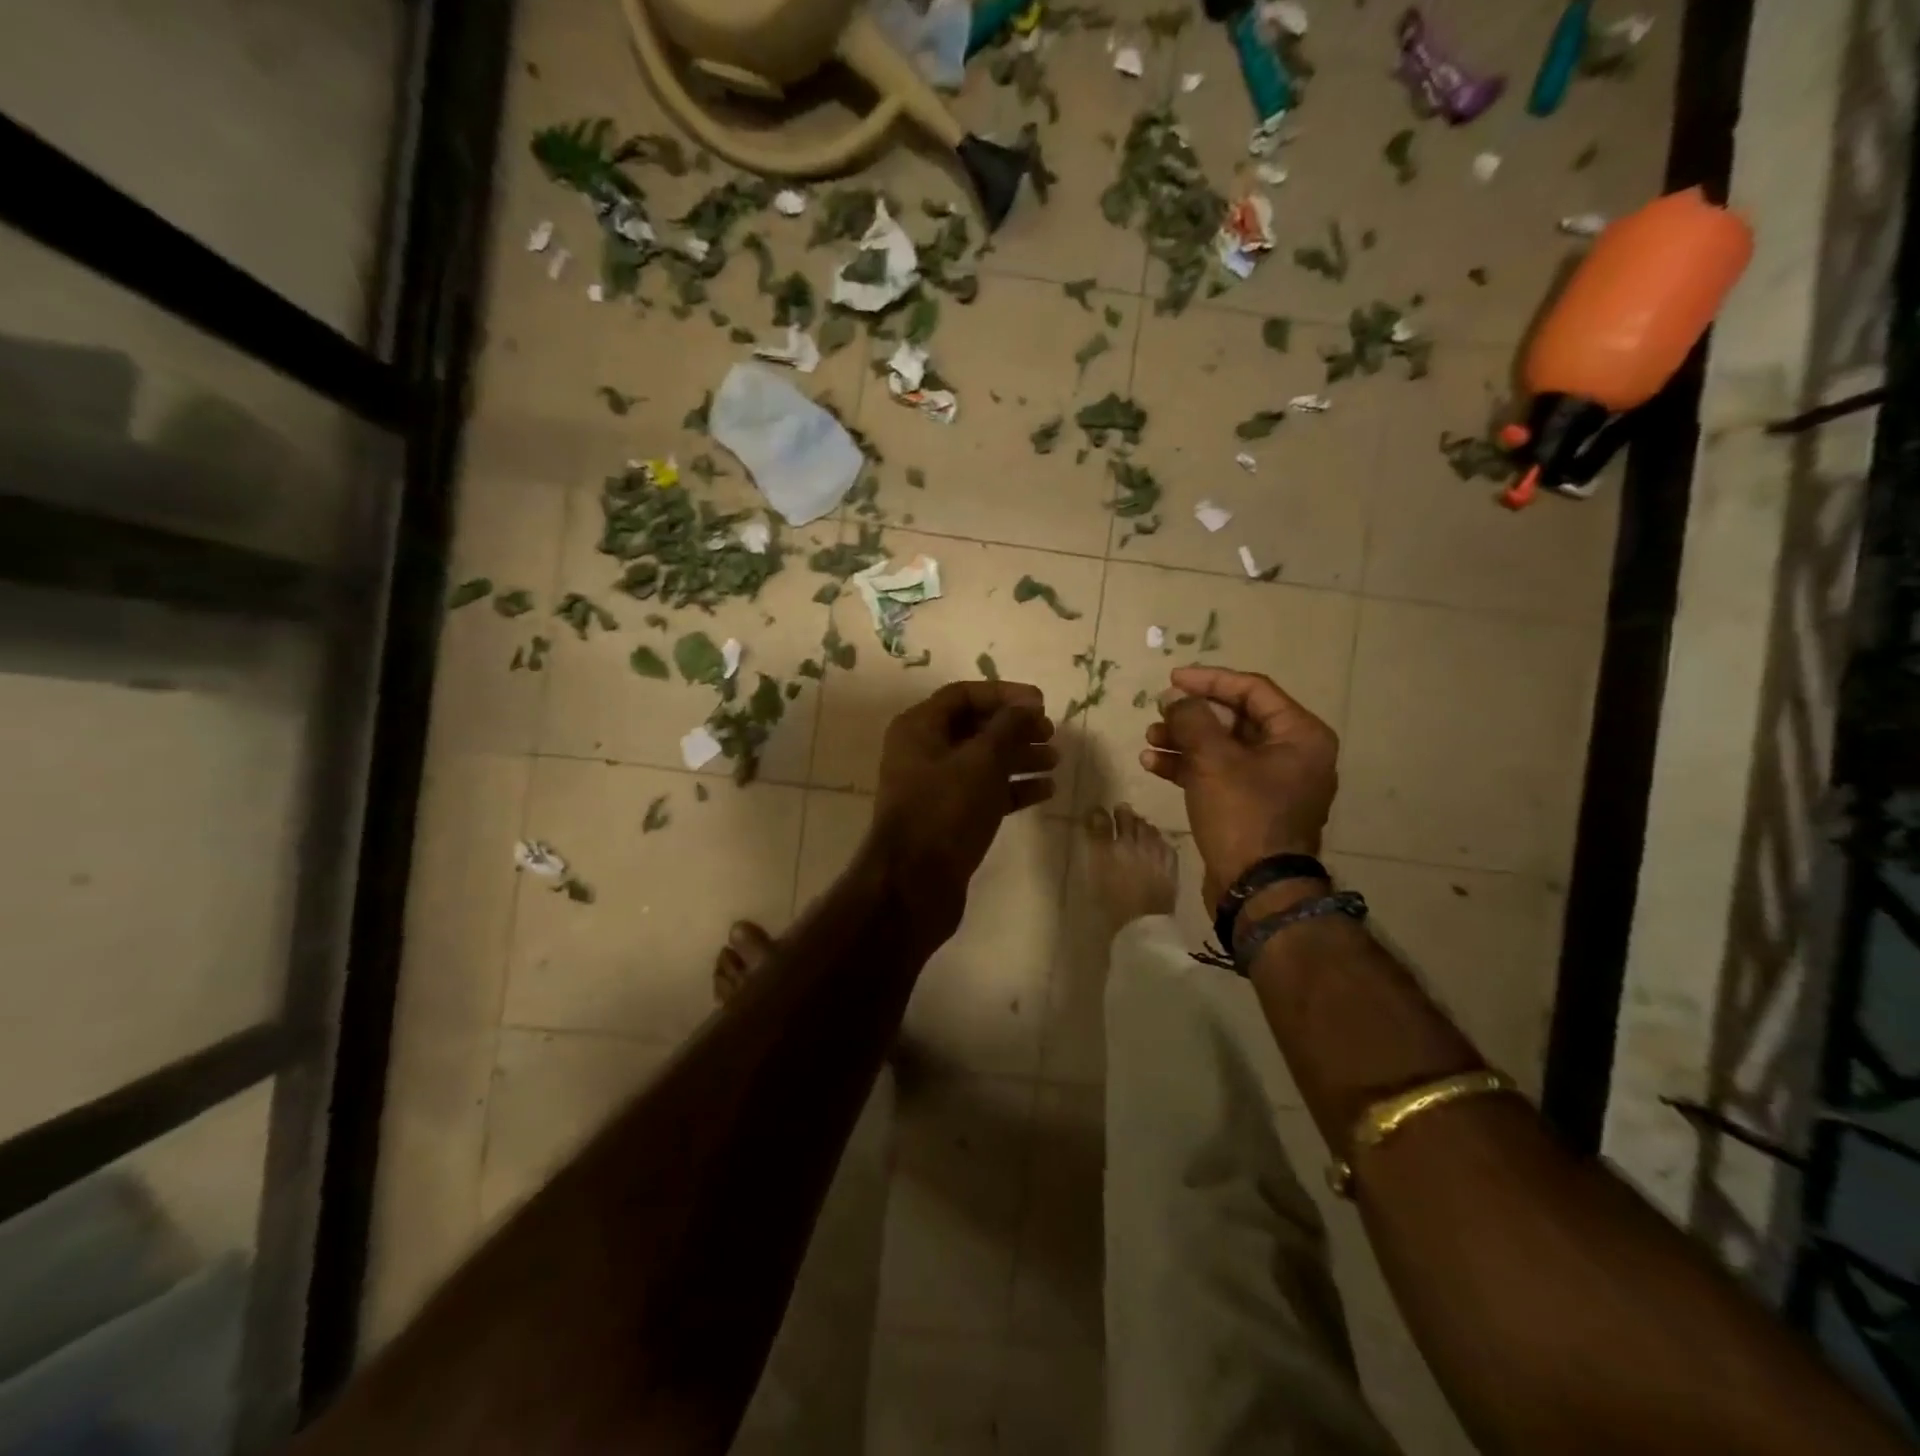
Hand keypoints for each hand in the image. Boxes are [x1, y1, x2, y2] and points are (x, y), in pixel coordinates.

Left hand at [872, 680, 1056, 933]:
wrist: (915, 884)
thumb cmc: (945, 811)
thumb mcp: (981, 762)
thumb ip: (1008, 728)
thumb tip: (1028, 705)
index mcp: (919, 728)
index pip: (964, 695)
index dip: (1005, 694)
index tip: (1042, 704)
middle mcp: (923, 752)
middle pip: (975, 727)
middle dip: (1015, 728)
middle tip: (1051, 734)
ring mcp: (935, 787)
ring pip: (983, 761)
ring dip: (1019, 757)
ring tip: (1055, 760)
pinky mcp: (949, 817)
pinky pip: (985, 792)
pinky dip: (1013, 788)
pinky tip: (1046, 791)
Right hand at [1140, 665, 1337, 911]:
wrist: (1257, 890)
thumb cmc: (1244, 815)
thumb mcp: (1214, 760)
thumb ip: (1192, 719)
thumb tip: (1174, 698)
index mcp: (1300, 735)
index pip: (1252, 690)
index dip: (1210, 681)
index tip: (1172, 679)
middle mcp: (1293, 754)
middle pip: (1236, 719)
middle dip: (1192, 716)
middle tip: (1158, 712)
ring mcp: (1272, 783)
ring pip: (1223, 747)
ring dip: (1184, 741)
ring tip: (1149, 740)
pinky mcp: (1251, 806)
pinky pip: (1219, 774)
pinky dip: (1189, 767)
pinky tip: (1154, 764)